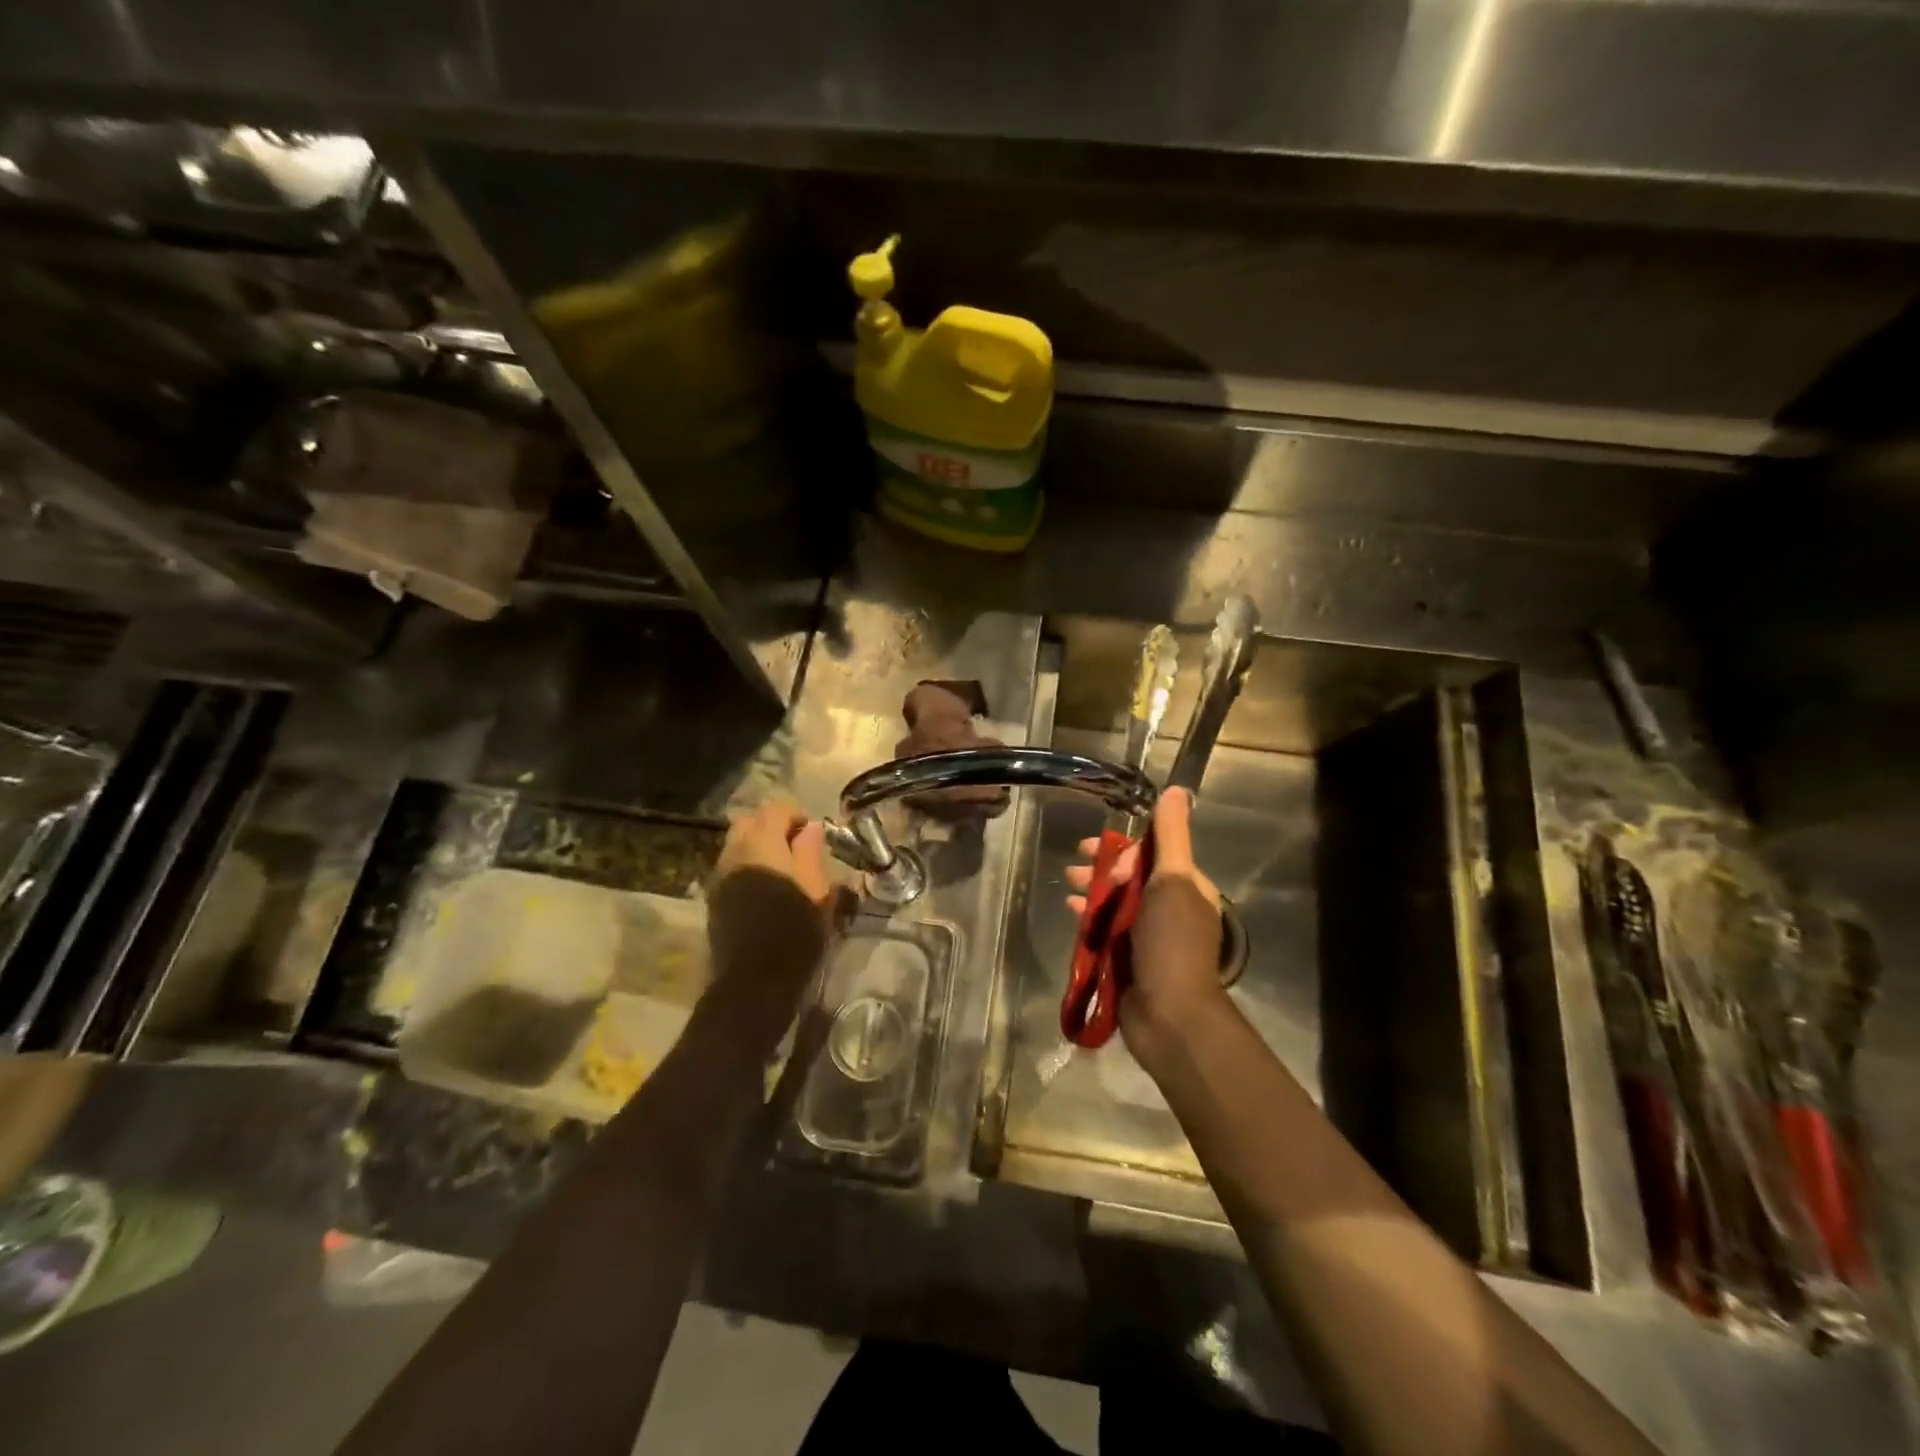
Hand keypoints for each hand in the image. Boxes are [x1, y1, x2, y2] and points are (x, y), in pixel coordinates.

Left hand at [708, 801, 850, 991]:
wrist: (754, 982)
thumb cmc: (795, 932)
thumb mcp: (817, 890)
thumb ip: (811, 852)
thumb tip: (811, 828)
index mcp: (761, 845)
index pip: (775, 809)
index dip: (796, 815)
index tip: (813, 835)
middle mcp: (734, 853)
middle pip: (749, 822)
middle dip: (772, 827)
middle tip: (796, 848)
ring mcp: (720, 876)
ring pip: (736, 845)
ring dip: (758, 847)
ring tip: (782, 870)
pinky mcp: (714, 899)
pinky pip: (731, 868)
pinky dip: (748, 867)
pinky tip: (766, 890)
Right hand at [1065, 788, 1227, 1063]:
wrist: (1169, 1015)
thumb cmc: (1171, 942)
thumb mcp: (1173, 880)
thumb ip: (1171, 836)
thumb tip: (1179, 790)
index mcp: (1186, 888)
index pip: (1151, 854)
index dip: (1123, 849)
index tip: (1099, 853)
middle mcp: (1170, 909)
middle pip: (1130, 878)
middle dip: (1100, 869)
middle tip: (1072, 867)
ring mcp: (1149, 937)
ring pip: (1115, 903)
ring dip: (1091, 892)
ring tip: (1068, 890)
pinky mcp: (1129, 960)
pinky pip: (1106, 930)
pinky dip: (1090, 919)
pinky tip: (1072, 916)